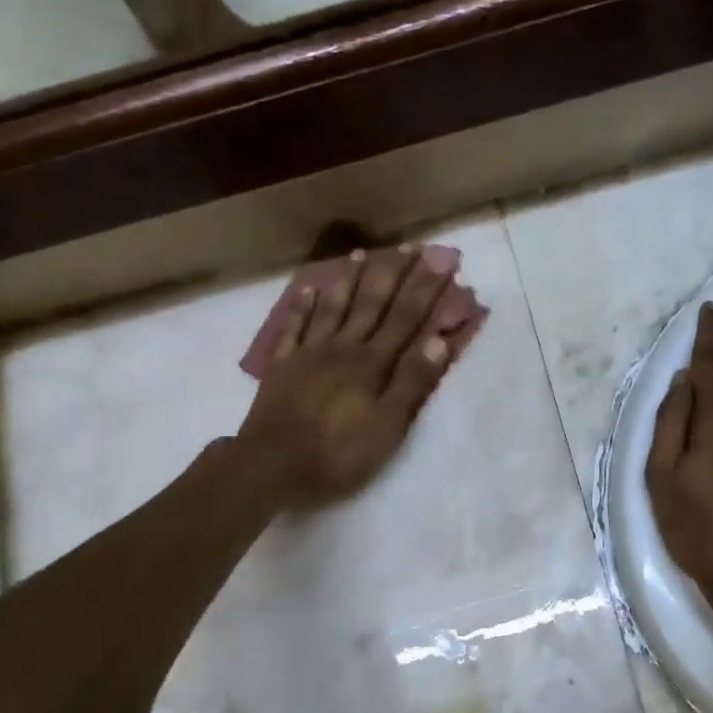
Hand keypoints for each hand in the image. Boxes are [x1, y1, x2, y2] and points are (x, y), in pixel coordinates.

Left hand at [238, 247, 459, 507]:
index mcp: (373, 363)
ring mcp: (309, 353)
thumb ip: (412, 382)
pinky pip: (294, 328)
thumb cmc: (338, 452)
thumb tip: (438, 338)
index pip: (407, 318)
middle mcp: (344, 348)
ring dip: (350, 280)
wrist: (271, 465)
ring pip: (334, 308)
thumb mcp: (387, 425)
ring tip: (361, 253)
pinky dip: (302, 307)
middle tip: (411, 247)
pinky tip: (307, 289)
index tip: (441, 259)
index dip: (426, 289)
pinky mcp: (283, 366)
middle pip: (373, 304)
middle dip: (394, 275)